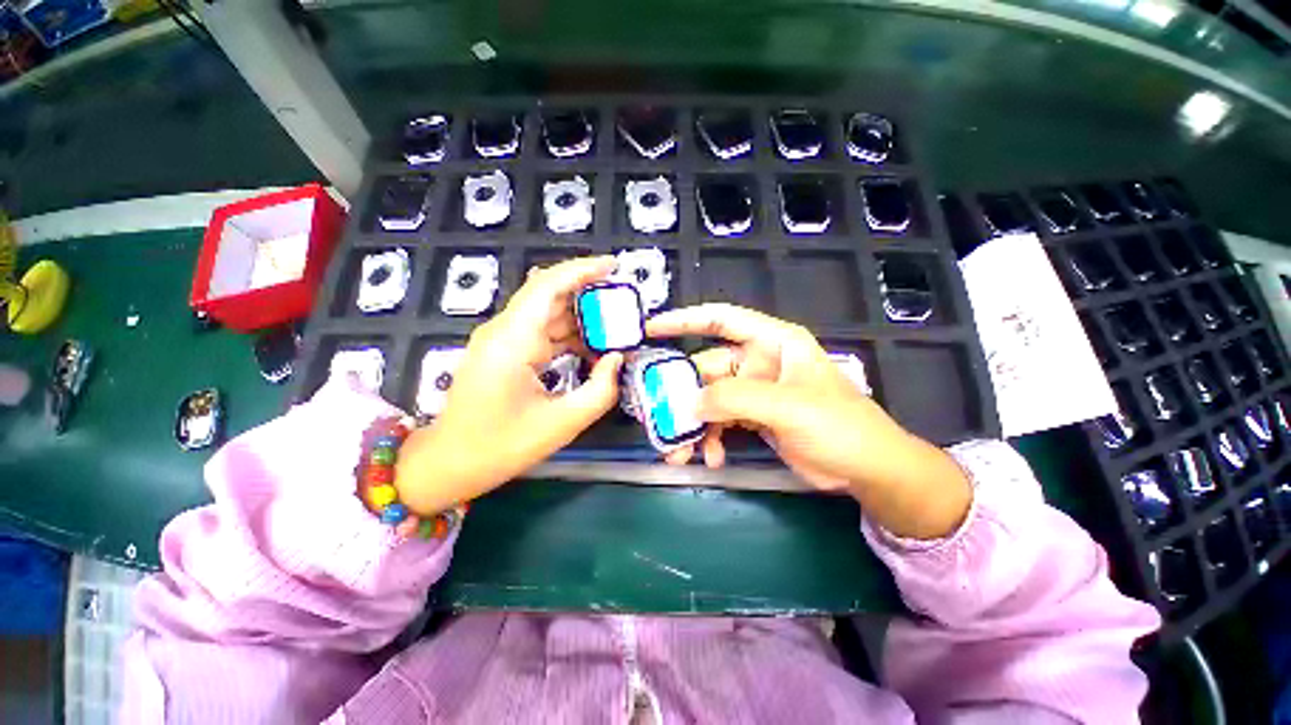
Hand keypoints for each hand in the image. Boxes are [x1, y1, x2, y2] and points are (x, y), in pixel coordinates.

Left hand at [395, 257, 623, 514]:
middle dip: (588, 292)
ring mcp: (502, 340)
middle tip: (624, 300)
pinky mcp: (504, 352)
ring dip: (581, 316)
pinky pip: (541, 331)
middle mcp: (505, 331)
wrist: (449, 464)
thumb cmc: (501, 446)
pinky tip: (591, 345)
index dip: (582, 270)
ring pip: (547, 313)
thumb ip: (601, 389)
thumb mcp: (562, 423)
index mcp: (513, 340)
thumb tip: (617, 358)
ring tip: (615, 323)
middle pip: (549, 295)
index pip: (548, 286)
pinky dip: (568, 335)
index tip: (614, 265)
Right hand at [646, 304, 970, 538]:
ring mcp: (755, 390)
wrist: (868, 470)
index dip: (684, 320)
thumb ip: (736, 399)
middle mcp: (759, 361)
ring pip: (709, 400)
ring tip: (680, 453)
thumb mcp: (788, 407)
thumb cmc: (839, 426)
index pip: (721, 320)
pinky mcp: (753, 417)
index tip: (650, 330)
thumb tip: (689, 403)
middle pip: (707, 369)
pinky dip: (709, 438)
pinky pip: (719, 421)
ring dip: (693, 425)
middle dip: (683, 396)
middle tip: (659, 420)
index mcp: (772, 342)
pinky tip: (712, 458)